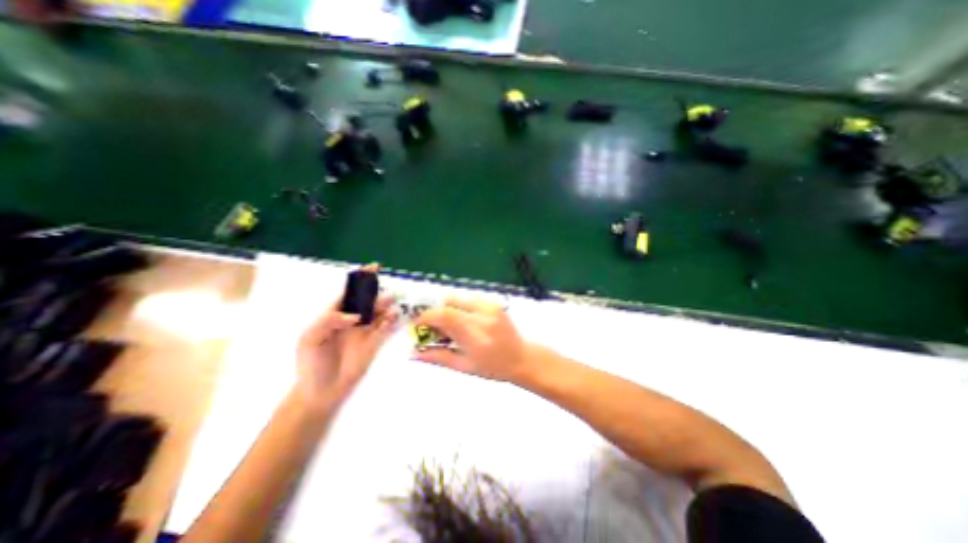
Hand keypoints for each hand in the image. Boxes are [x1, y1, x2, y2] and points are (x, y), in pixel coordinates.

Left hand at [300, 269, 397, 409]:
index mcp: (334, 314)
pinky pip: (385, 328)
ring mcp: (365, 331)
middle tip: (385, 291)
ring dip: (385, 305)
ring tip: (390, 301)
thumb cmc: (311, 364)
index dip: (360, 279)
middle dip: (377, 292)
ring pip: (379, 312)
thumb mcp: (309, 340)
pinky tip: (394, 316)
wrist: (320, 391)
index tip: (373, 268)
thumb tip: (354, 315)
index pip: (349, 292)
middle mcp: (353, 319)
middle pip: (367, 300)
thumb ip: (328, 322)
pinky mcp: (374, 343)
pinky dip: (391, 321)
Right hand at [407, 296, 527, 381]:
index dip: (426, 317)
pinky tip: (462, 321)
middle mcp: (483, 315)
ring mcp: (490, 306)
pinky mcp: (494, 302)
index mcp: (476, 334)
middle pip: (449, 302)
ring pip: (458, 298)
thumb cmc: (494, 368)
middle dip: (435, 312)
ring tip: (448, 326)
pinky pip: (468, 298)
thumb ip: (438, 357)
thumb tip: (412, 353)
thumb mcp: (464, 366)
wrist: (522, 358)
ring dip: (447, 309)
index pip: (445, 315)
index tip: (417, 325)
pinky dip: (459, 307)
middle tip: (432, 327)